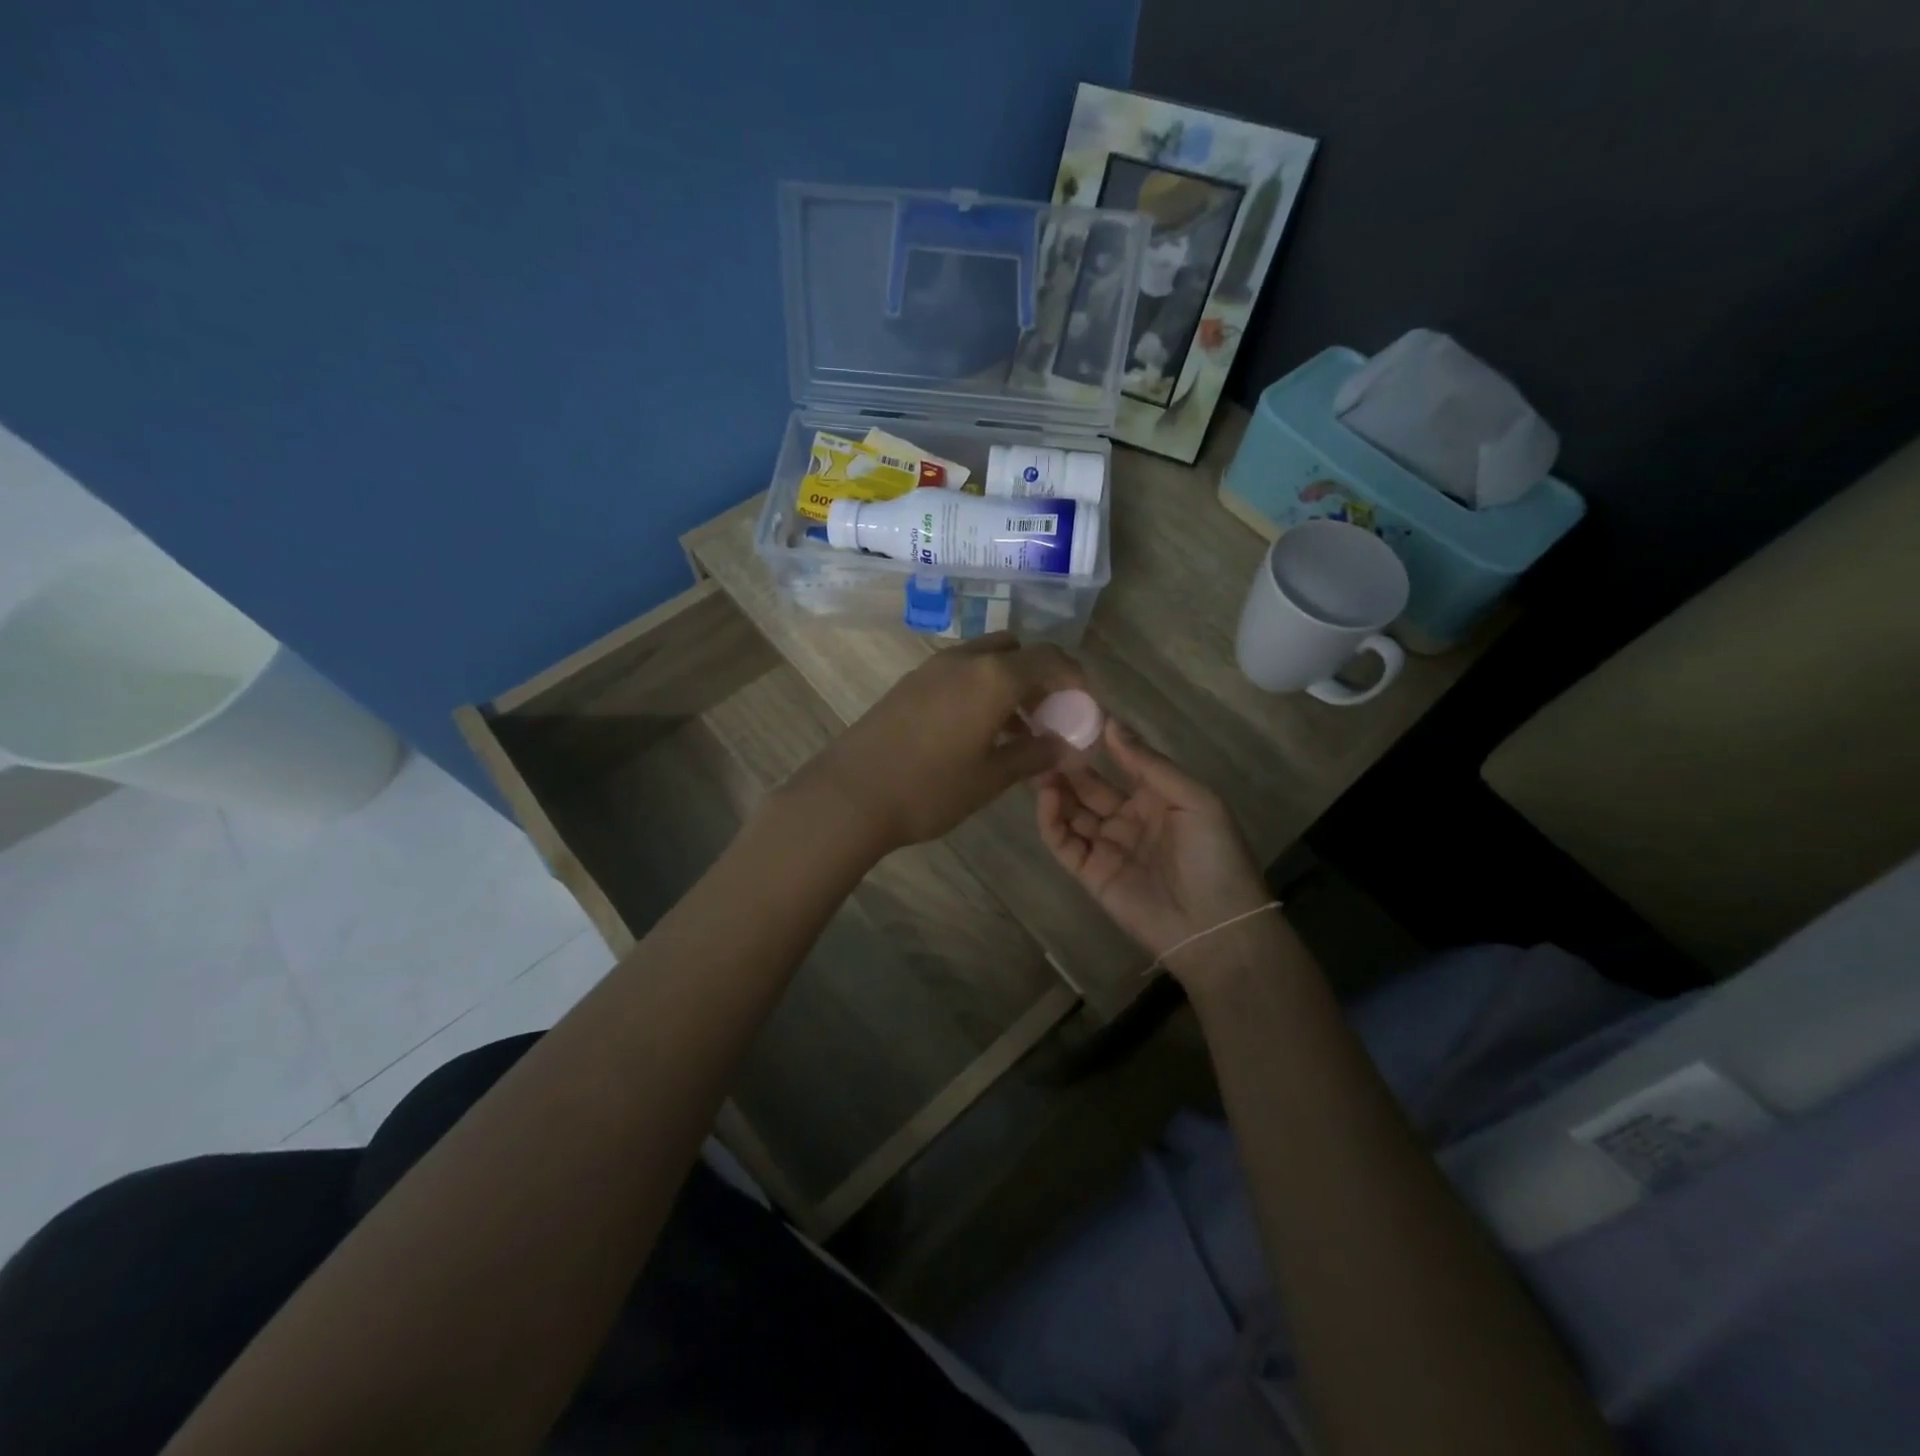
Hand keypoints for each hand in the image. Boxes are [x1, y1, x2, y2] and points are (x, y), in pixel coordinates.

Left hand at [795, 633, 1086, 853]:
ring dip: (1008, 683)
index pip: (1051, 659)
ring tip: (1016, 731)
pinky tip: (976, 731)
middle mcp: (965, 659)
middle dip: (1039, 676)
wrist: (850, 794)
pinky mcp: (910, 683)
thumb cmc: (930, 788)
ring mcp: (933, 668)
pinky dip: (980, 689)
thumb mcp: (992, 777)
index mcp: (994, 676)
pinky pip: (959, 673)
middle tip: (1047, 717)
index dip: (1075, 680)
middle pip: (1017, 650)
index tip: (1083, 709)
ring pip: (985, 660)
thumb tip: (1066, 746)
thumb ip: (1035, 754)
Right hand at [1037, 719, 1272, 980]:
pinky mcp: (1089, 873)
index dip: (1099, 741)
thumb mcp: (1195, 800)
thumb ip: (1149, 764)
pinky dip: (1050, 820)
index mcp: (1158, 798)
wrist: (1215, 928)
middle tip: (1042, 738)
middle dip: (1068, 763)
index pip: (1122, 762)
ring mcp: (1107, 846)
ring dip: (1055, 788)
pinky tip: (1046, 796)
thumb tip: (1111, 724)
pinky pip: (1064, 842)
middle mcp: (1129, 818)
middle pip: (1090, 786)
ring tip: (1037, 763)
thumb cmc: (1214, 856)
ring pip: (1072, 811)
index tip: (1074, 714)